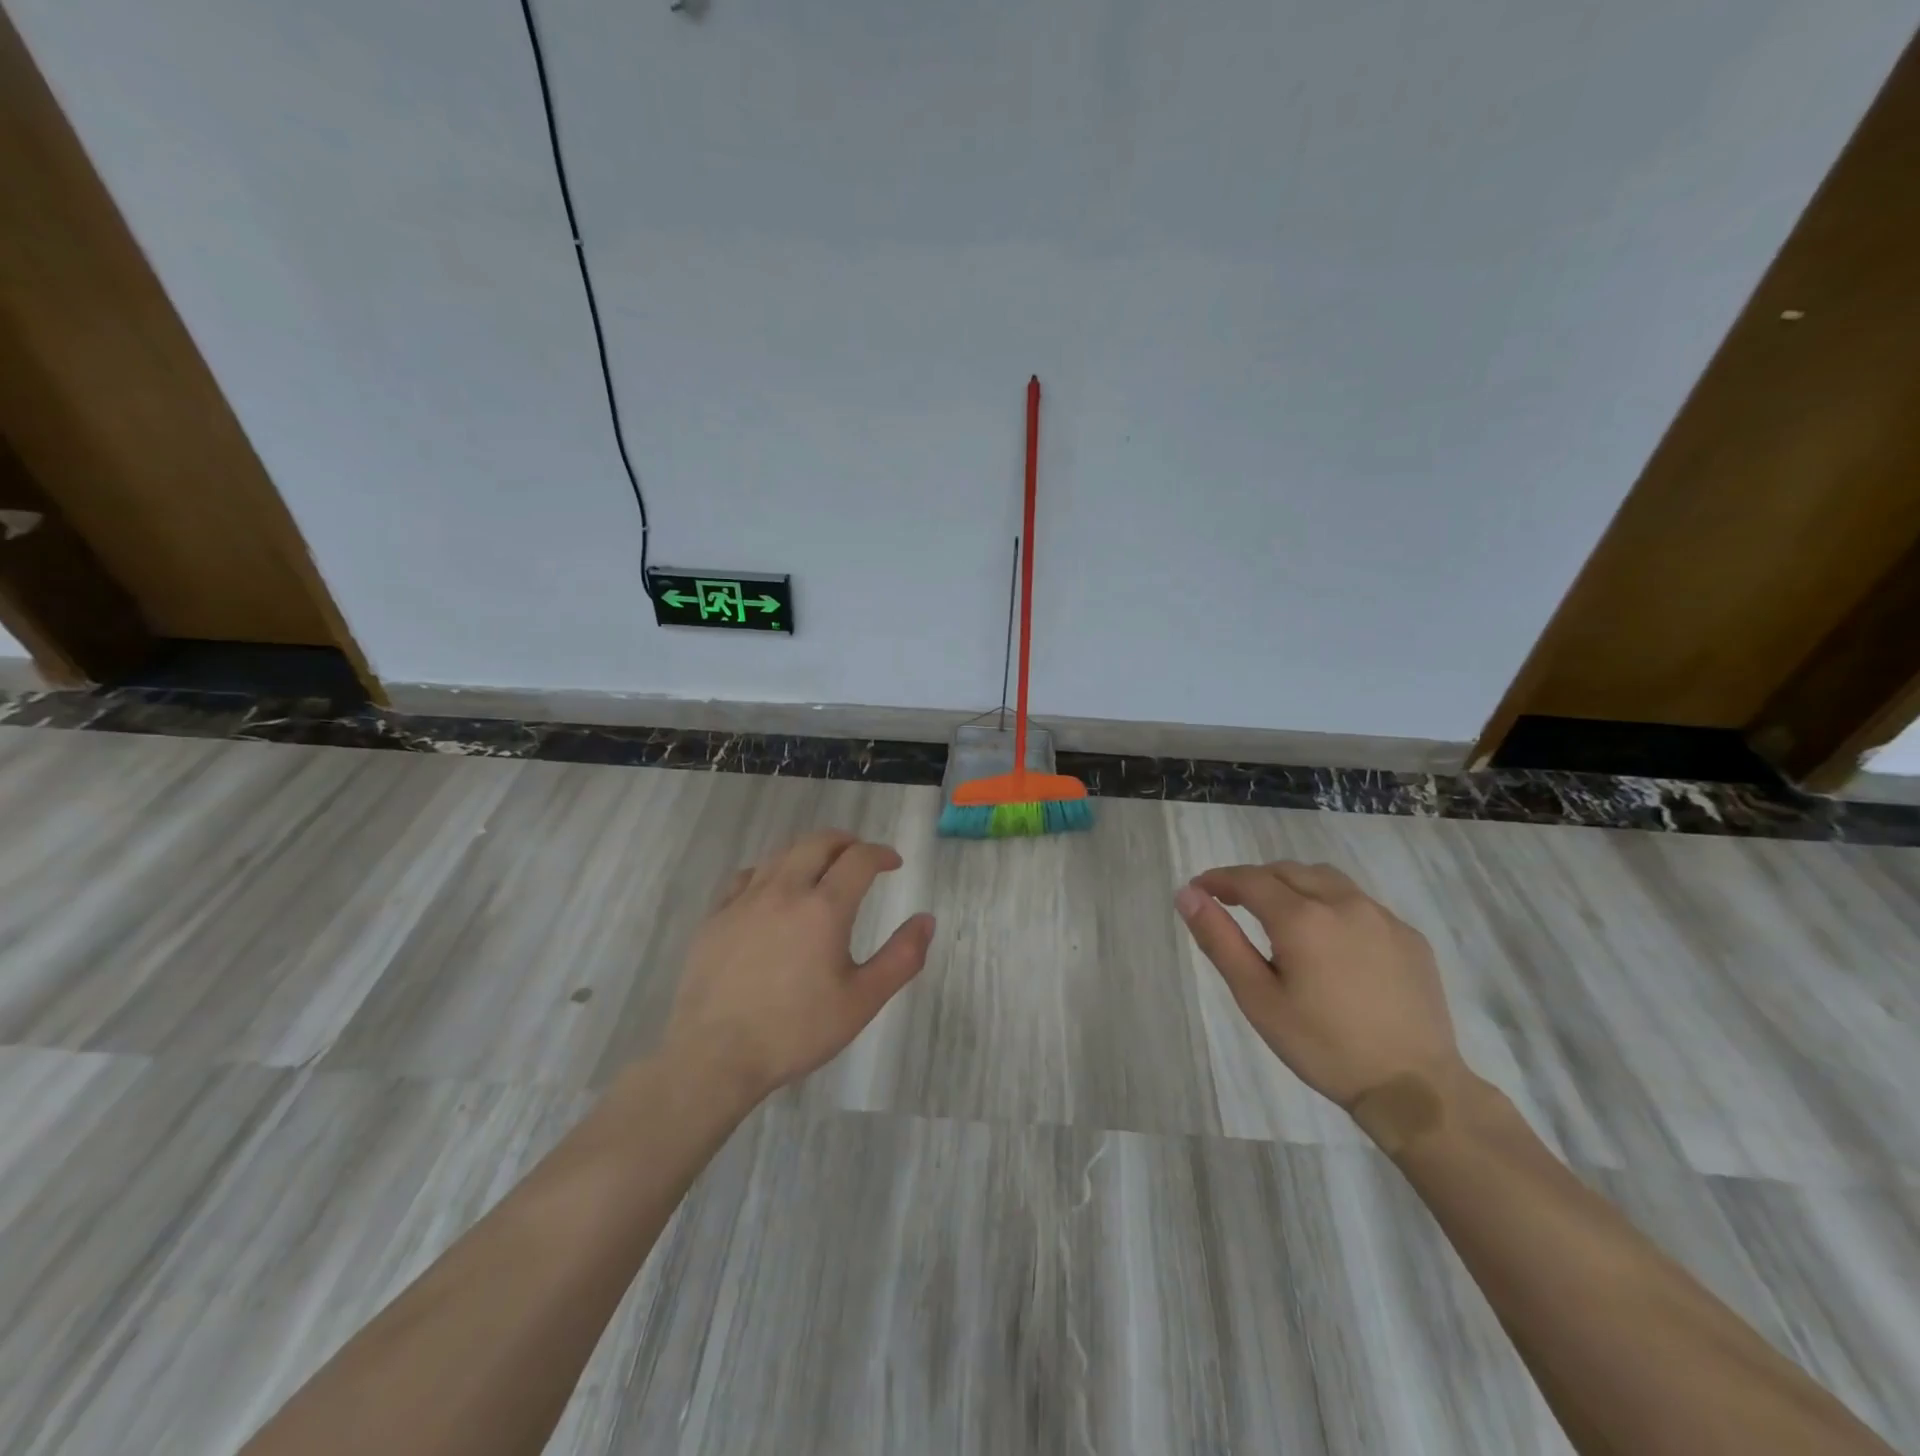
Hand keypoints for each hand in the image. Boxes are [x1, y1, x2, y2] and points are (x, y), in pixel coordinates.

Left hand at [663, 830, 935, 1103]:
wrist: (714, 1056)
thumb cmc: (796, 1031)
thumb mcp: (862, 1001)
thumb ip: (901, 958)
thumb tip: (926, 920)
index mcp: (824, 908)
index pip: (859, 859)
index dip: (881, 854)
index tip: (893, 863)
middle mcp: (784, 891)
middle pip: (818, 843)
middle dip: (846, 842)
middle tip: (860, 855)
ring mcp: (744, 900)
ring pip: (781, 854)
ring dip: (808, 851)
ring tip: (821, 867)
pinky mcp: (716, 916)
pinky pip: (747, 876)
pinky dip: (770, 871)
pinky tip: (772, 890)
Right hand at [1176, 861, 1461, 1109]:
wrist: (1413, 1088)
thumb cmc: (1322, 1046)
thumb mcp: (1257, 997)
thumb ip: (1220, 939)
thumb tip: (1187, 894)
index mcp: (1302, 918)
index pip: (1249, 880)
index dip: (1219, 880)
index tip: (1199, 889)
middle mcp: (1343, 903)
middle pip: (1287, 871)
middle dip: (1254, 879)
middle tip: (1233, 903)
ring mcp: (1382, 916)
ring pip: (1326, 879)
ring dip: (1294, 885)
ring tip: (1280, 914)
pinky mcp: (1409, 936)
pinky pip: (1360, 903)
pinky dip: (1332, 905)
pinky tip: (1330, 941)